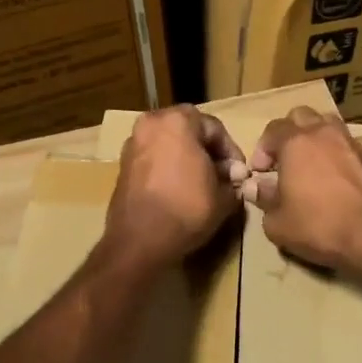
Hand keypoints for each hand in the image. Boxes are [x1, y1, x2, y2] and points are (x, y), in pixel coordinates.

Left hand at [105, 106, 245, 265]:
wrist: (139, 241)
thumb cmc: (186, 209)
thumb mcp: (223, 196)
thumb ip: (232, 179)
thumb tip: (234, 175)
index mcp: (178, 121)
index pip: (215, 128)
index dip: (231, 152)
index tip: (238, 174)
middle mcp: (151, 123)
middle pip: (189, 131)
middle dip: (207, 151)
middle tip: (221, 176)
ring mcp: (133, 143)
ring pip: (169, 143)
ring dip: (187, 158)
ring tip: (201, 184)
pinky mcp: (123, 164)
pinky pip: (153, 158)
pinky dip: (168, 167)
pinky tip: (179, 189)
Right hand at [247, 108, 361, 272]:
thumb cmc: (320, 226)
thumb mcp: (278, 223)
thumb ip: (264, 199)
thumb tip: (256, 187)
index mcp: (296, 142)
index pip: (273, 129)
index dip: (262, 149)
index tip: (260, 172)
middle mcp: (324, 133)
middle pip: (302, 116)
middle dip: (289, 134)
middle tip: (285, 161)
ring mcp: (353, 142)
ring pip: (330, 124)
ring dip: (318, 137)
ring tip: (313, 162)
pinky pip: (354, 144)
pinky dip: (344, 151)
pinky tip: (343, 171)